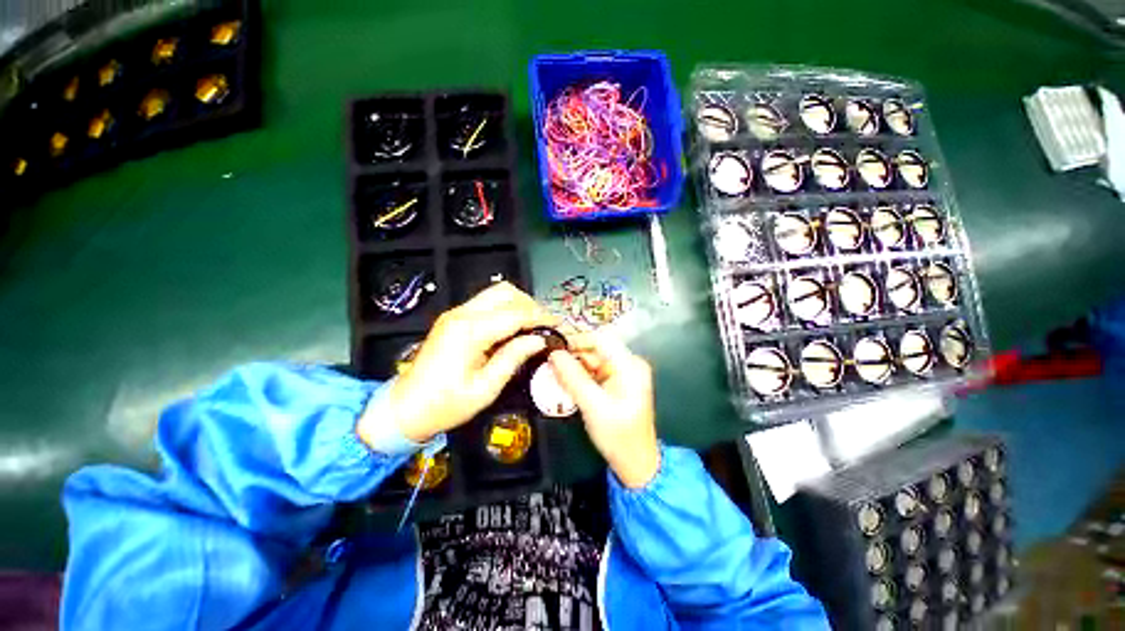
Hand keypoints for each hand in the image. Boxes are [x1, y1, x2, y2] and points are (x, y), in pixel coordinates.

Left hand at [358, 282, 556, 445]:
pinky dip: (506, 309)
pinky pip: (487, 303)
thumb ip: (514, 357)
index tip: (560, 326)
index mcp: (470, 331)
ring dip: (519, 304)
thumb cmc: (445, 405)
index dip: (542, 318)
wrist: (405, 409)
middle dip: (531, 306)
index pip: (516, 313)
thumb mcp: (485, 388)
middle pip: (506, 293)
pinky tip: (514, 327)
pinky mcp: (454, 318)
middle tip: (546, 327)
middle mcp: (462, 314)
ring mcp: (456, 313)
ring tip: (533, 327)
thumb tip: (539, 340)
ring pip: (497, 293)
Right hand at [548, 332, 658, 488]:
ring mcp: (623, 373)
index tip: (553, 348)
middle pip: (596, 349)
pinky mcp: (617, 383)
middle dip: (573, 355)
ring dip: (574, 366)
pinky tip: (565, 382)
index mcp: (630, 365)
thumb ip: (572, 378)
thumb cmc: (618, 436)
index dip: (576, 339)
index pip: (600, 339)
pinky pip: (594, 372)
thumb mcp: (592, 406)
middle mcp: (629, 363)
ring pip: (593, 360)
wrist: (635, 463)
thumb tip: (553, 353)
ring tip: (552, 373)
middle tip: (549, 364)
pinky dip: (579, 376)